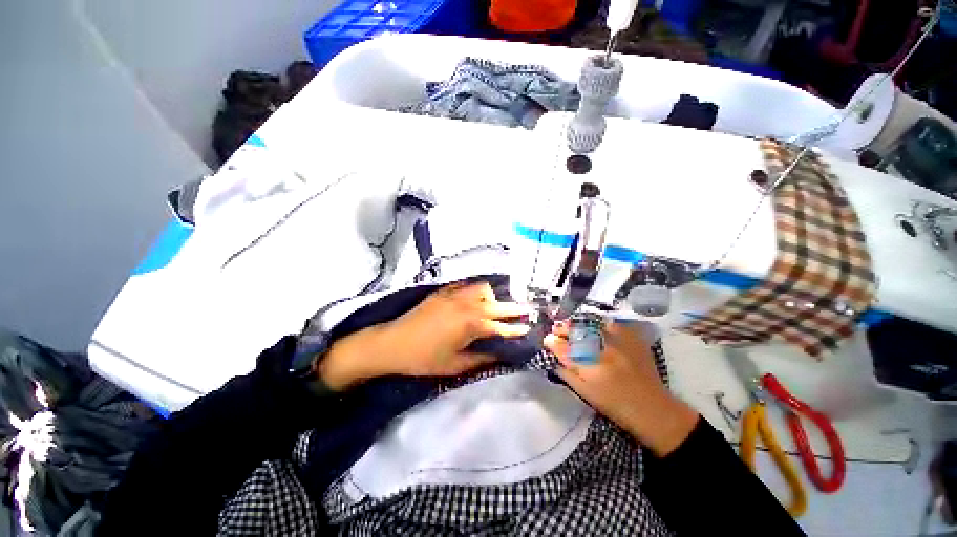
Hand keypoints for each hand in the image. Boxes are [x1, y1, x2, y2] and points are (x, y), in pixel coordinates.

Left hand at [317, 282, 530, 389]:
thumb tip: (499, 355)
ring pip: (482, 288)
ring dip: (492, 296)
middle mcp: (466, 305)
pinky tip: (474, 297)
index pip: (500, 326)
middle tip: (524, 311)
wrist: (393, 343)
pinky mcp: (443, 291)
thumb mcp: (455, 365)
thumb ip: (480, 358)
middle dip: (512, 309)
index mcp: (470, 325)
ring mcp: (454, 295)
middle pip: (496, 304)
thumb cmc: (424, 358)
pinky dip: (475, 290)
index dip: (515, 328)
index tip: (527, 328)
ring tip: (494, 305)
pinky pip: (465, 285)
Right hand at [545, 321, 698, 456]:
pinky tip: (596, 328)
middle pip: (577, 332)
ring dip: (579, 323)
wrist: (654, 410)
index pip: (564, 349)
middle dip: (563, 328)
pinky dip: (600, 323)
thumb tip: (553, 358)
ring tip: (573, 326)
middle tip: (557, 329)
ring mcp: (620, 343)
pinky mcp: (633, 339)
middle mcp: (604, 352)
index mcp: (591, 368)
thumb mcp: (586, 394)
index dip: (553, 342)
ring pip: (592, 324)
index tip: (547, 340)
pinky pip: (611, 324)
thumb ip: (567, 374)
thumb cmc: (615, 406)